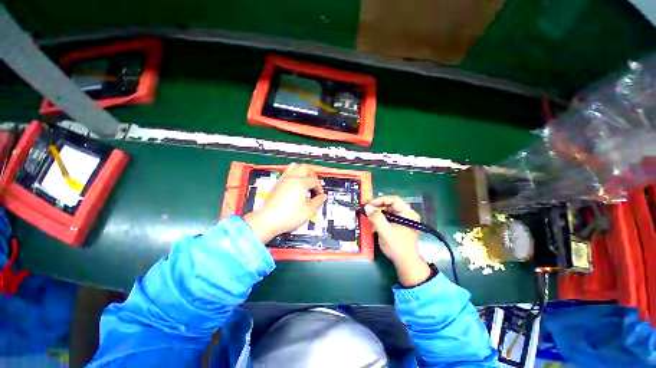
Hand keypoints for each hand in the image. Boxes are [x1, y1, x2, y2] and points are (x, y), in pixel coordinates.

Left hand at [244, 163, 326, 242]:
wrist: (268, 220)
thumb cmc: (288, 216)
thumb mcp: (309, 211)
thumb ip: (318, 201)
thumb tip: (322, 197)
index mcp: (301, 183)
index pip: (315, 180)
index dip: (319, 188)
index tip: (320, 195)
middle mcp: (292, 178)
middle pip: (305, 167)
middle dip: (313, 174)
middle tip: (315, 183)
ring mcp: (283, 179)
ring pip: (295, 166)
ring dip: (303, 171)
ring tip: (306, 179)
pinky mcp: (277, 183)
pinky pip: (287, 172)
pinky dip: (294, 174)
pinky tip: (296, 183)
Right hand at [364, 196, 431, 286]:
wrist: (405, 262)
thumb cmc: (397, 246)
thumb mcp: (385, 231)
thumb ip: (376, 218)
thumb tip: (367, 207)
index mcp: (408, 213)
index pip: (393, 200)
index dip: (380, 200)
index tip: (369, 204)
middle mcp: (406, 214)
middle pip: (390, 205)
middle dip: (377, 207)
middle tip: (366, 209)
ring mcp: (403, 219)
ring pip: (388, 211)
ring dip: (377, 213)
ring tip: (368, 215)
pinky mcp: (399, 225)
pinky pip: (388, 217)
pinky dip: (380, 218)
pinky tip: (373, 221)